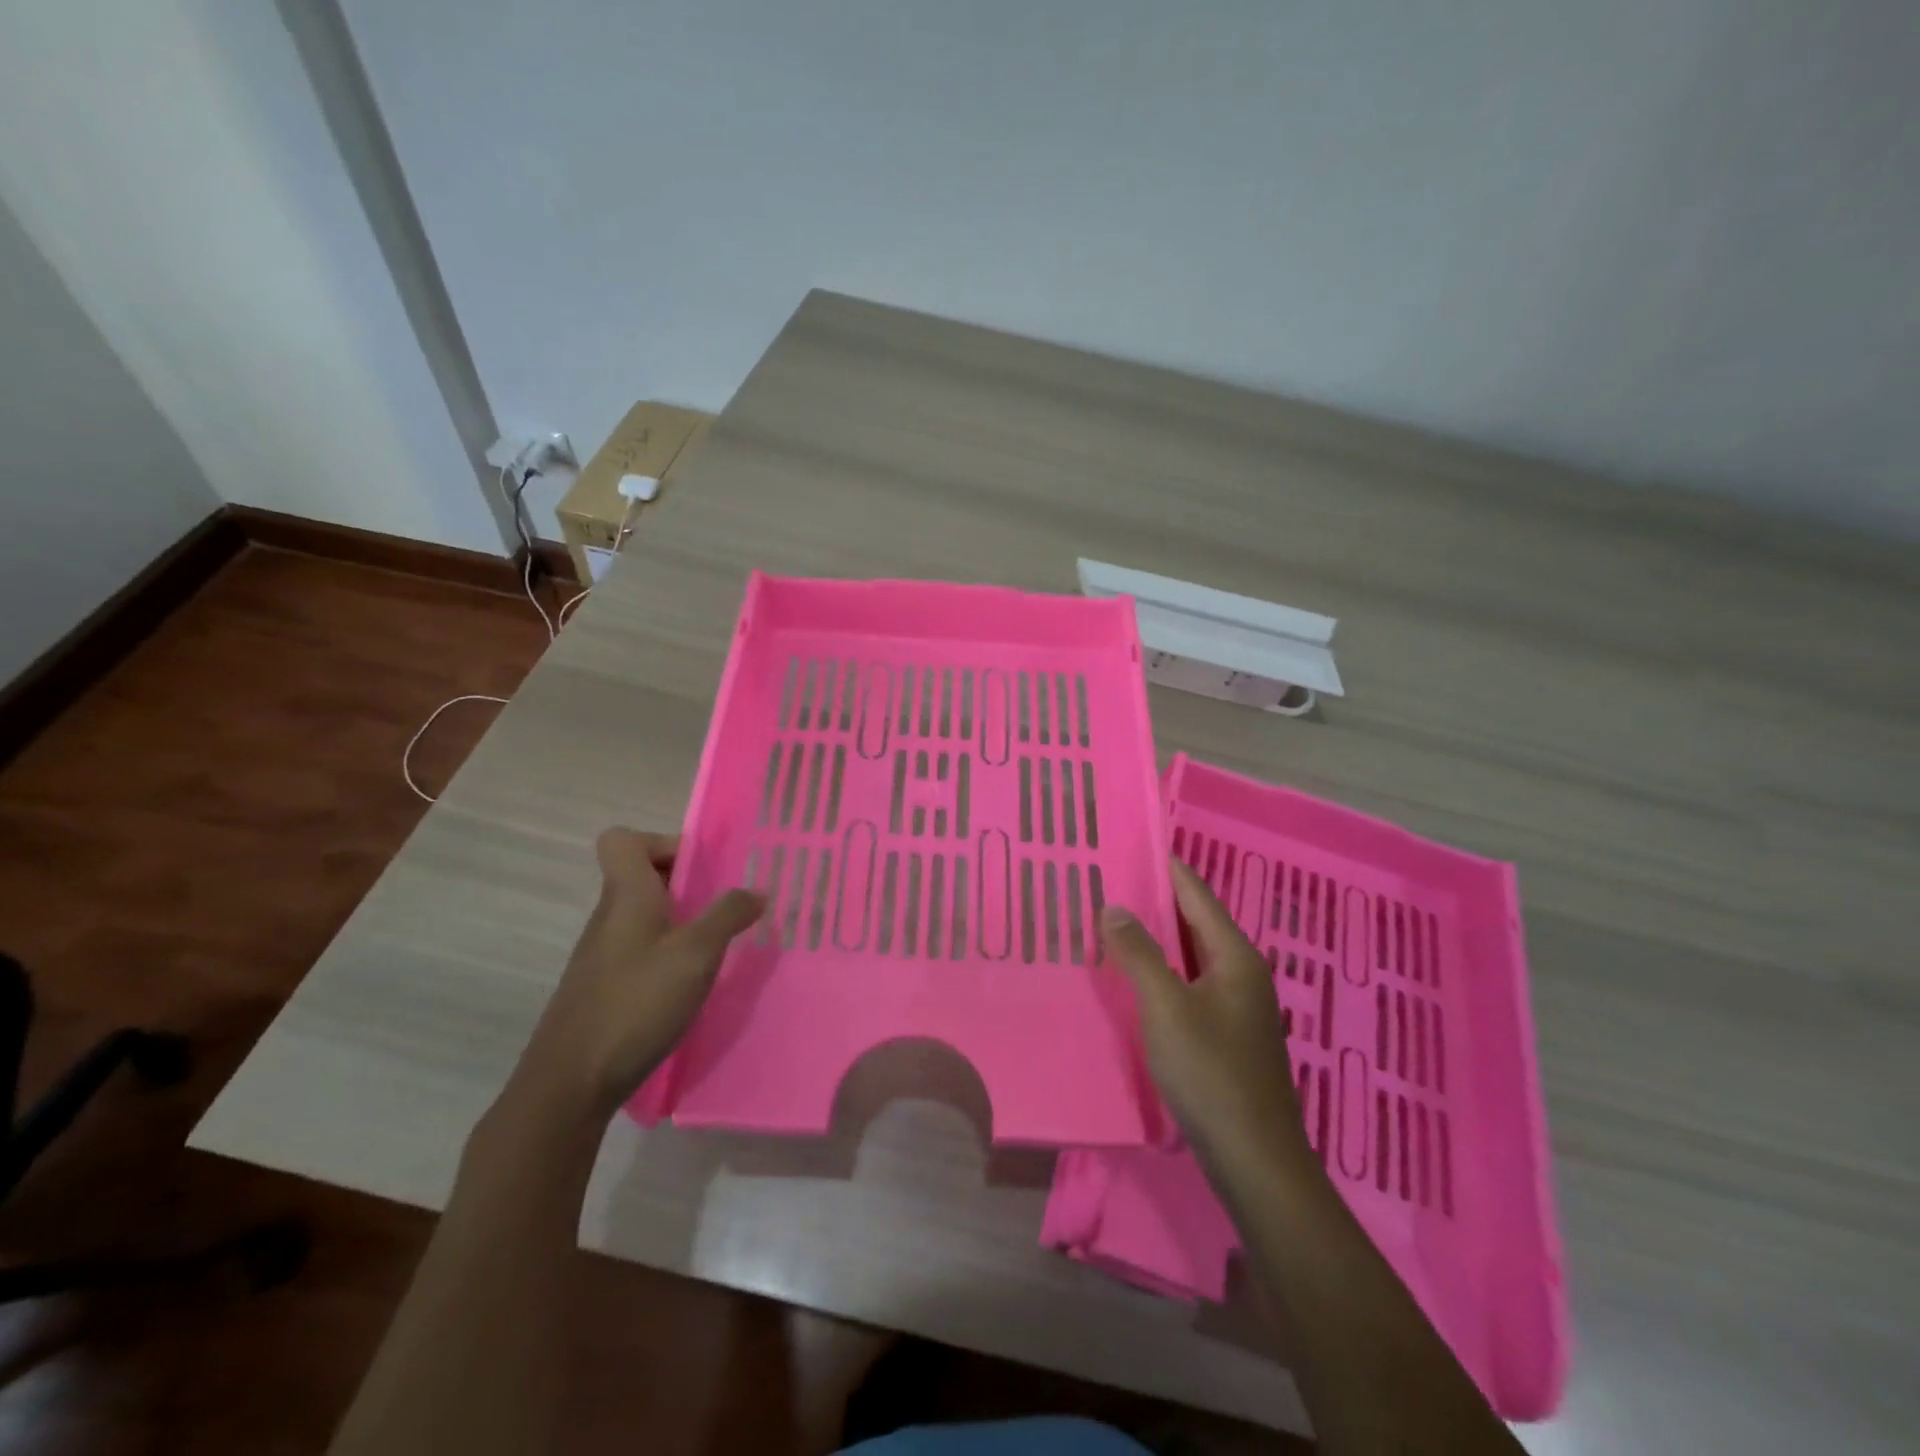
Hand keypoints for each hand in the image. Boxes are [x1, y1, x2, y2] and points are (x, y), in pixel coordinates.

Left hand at [513, 828, 763, 1120]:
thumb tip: (756, 890)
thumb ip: (728, 916)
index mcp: (626, 896)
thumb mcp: (696, 954)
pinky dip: (667, 954)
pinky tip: (690, 985)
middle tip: (724, 906)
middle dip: (685, 884)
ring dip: (680, 921)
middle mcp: (609, 917)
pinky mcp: (603, 988)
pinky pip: (640, 950)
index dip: (661, 842)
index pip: (622, 840)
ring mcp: (602, 955)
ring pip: (643, 916)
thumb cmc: (636, 1003)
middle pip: (640, 876)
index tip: (700, 868)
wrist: (570, 1084)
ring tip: (717, 947)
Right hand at [1101, 860, 1307, 1168]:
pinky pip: (1188, 985)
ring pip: (1190, 956)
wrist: (1254, 1158)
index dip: (1164, 867)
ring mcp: (1236, 1006)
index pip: (1196, 894)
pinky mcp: (1225, 1034)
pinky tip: (1131, 979)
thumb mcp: (1166, 1006)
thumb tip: (1114, 906)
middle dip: (1152, 901)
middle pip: (1194, 922)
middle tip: (1106, 882)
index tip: (1129, 845)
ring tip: (1109, 923)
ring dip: (1154, 939)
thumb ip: (1138, 954)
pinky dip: (1161, 972)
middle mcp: (1240, 973)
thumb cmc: (1211, 1072)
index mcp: (1235, 956)